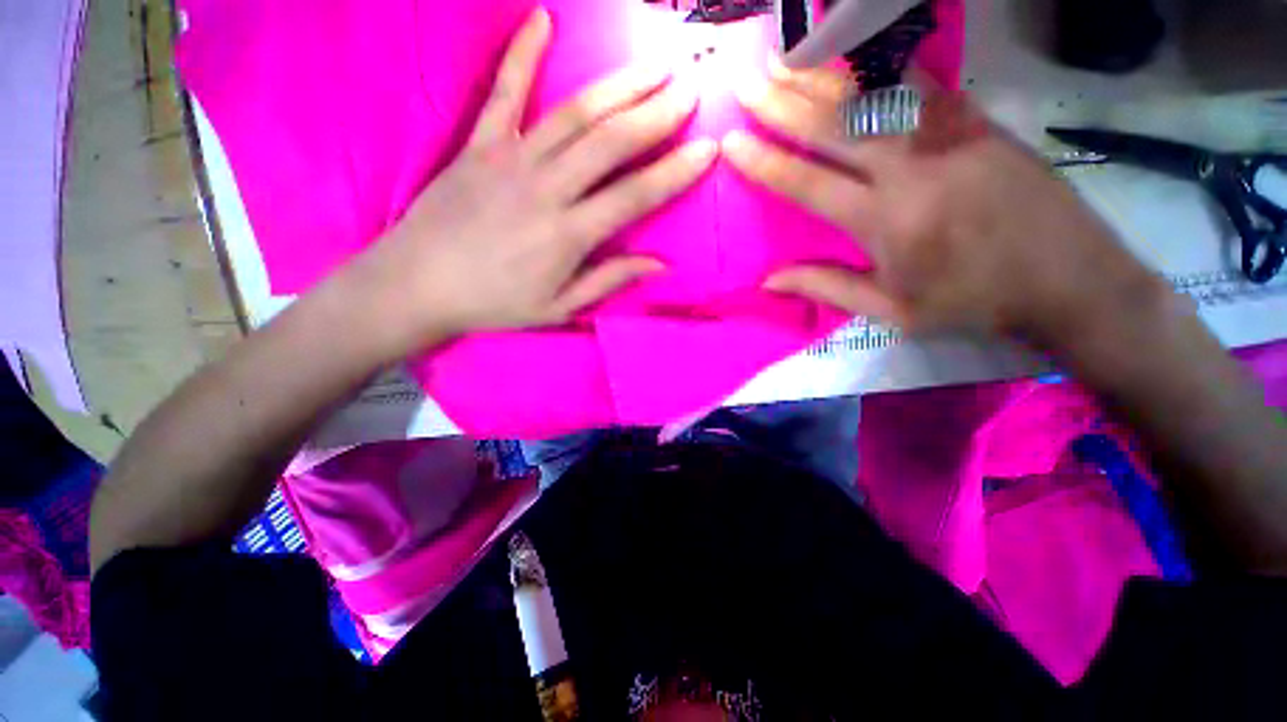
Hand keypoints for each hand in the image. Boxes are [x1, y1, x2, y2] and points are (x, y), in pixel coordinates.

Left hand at [347, 7, 715, 357]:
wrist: (417, 284)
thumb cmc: (494, 303)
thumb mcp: (559, 307)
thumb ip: (608, 280)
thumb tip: (658, 264)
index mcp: (568, 235)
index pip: (634, 197)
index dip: (674, 173)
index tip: (708, 149)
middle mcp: (546, 189)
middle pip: (610, 143)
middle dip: (656, 115)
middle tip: (690, 90)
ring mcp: (510, 159)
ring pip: (574, 114)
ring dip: (618, 86)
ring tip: (654, 64)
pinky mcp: (478, 144)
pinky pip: (504, 92)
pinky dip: (522, 53)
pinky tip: (542, 19)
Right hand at [722, 65, 1164, 344]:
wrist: (1068, 279)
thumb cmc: (970, 303)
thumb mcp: (890, 311)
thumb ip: (826, 287)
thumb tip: (769, 280)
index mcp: (886, 223)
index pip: (809, 184)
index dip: (766, 163)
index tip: (731, 142)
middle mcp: (912, 170)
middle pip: (835, 126)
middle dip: (783, 102)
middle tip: (747, 81)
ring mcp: (950, 137)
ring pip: (874, 95)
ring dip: (823, 74)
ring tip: (785, 58)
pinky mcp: (978, 121)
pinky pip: (920, 84)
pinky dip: (879, 65)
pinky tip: (852, 53)